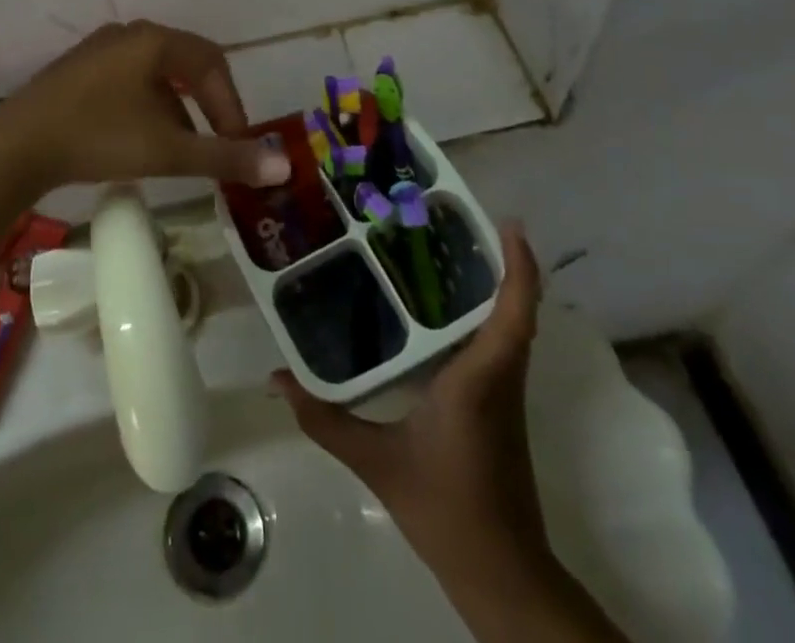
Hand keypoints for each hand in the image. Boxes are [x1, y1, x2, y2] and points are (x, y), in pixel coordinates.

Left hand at [0, 21, 291, 200]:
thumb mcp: (169, 150)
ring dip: (175, 109)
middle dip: (206, 105)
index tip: (236, 145)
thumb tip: (283, 165)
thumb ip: (226, 156)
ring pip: (154, 75)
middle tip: (215, 143)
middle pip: (185, 64)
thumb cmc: (99, 136)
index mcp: (154, 40)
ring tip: (178, 149)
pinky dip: (145, 107)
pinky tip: (137, 140)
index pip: (212, 64)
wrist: (17, 146)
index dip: (231, 105)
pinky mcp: (76, 69)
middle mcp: (128, 34)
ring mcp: (98, 49)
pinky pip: (126, 81)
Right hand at [276, 223, 550, 574]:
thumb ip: (325, 418)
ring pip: (509, 326)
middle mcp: (501, 377)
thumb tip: (276, 378)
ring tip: (444, 251)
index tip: (507, 223)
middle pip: (515, 309)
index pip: (514, 313)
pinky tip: (441, 310)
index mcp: (479, 378)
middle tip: (453, 222)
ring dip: (493, 286)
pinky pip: (499, 345)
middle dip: (498, 261)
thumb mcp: (376, 462)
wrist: (501, 573)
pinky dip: (485, 315)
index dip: (518, 266)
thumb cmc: (445, 508)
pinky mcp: (500, 407)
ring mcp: (506, 393)